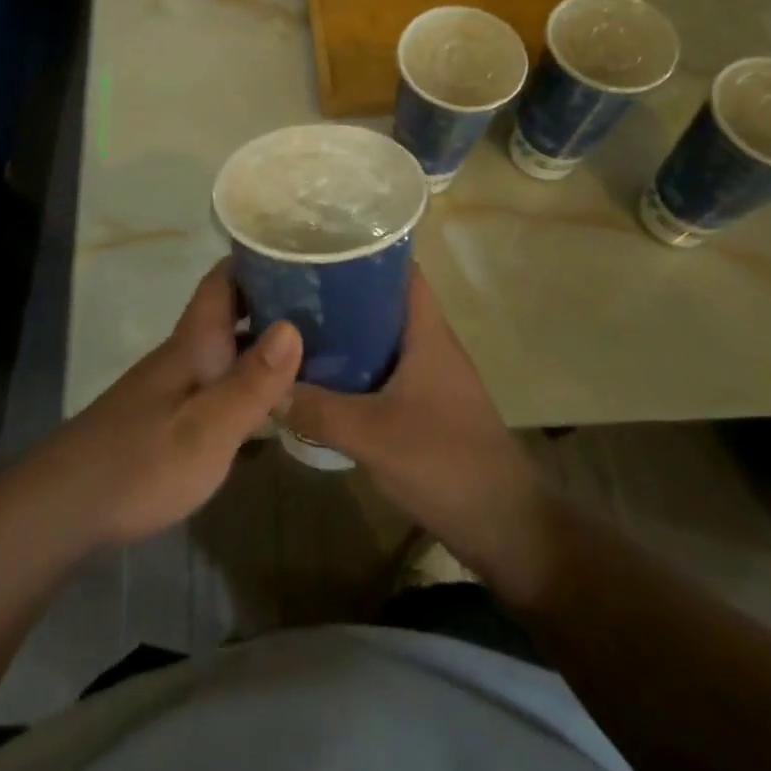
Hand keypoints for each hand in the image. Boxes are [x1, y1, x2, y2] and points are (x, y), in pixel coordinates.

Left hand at [28, 261, 301, 547]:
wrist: (65, 506)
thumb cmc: (141, 463)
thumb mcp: (207, 429)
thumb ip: (251, 381)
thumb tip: (294, 325)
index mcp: (194, 344)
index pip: (223, 280)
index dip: (258, 260)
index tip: (301, 251)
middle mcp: (185, 354)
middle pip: (230, 312)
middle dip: (274, 301)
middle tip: (328, 305)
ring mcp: (175, 385)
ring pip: (227, 348)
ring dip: (265, 342)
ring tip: (319, 347)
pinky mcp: (169, 416)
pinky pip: (220, 381)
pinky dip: (250, 380)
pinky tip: (276, 402)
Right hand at [283, 267, 556, 599]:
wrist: (504, 526)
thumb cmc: (446, 462)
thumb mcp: (373, 435)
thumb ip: (317, 409)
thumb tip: (266, 386)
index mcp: (426, 331)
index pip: (397, 268)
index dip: (360, 250)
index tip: (314, 245)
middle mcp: (427, 343)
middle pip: (379, 300)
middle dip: (336, 291)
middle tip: (286, 287)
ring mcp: (426, 375)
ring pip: (376, 337)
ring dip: (340, 332)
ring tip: (290, 326)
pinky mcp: (421, 405)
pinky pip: (378, 370)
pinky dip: (349, 367)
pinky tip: (315, 377)